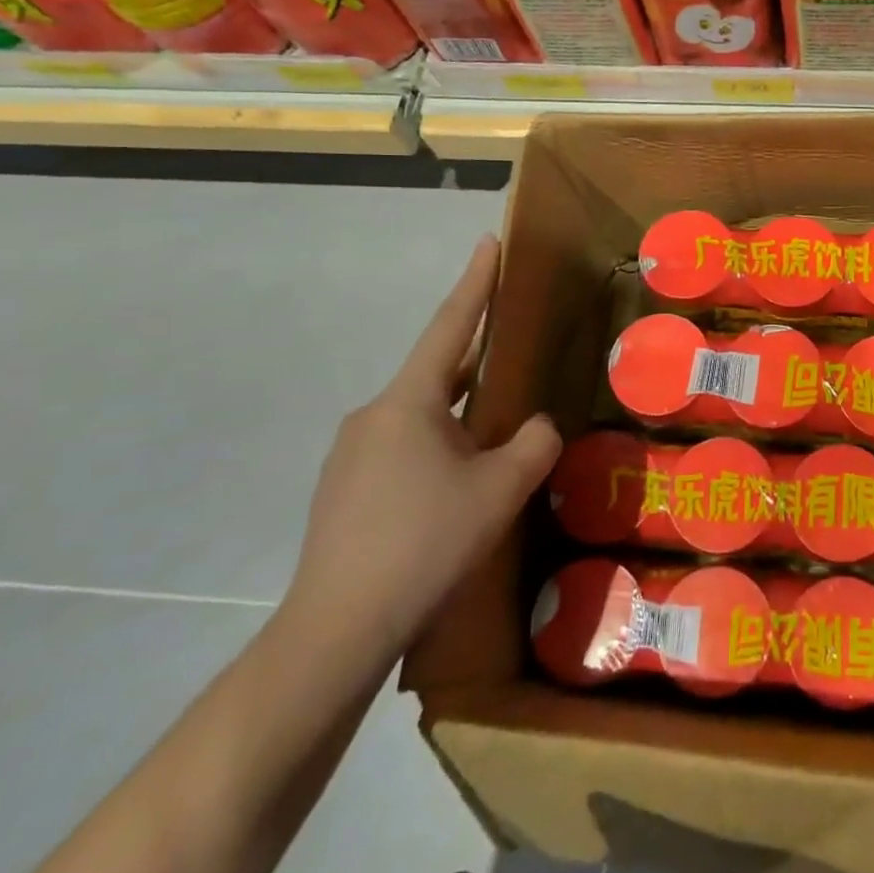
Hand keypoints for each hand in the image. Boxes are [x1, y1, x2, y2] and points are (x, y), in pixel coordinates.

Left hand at [283, 236, 560, 669]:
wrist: (336, 629)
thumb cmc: (425, 542)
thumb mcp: (501, 490)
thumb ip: (533, 444)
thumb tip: (536, 427)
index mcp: (408, 402)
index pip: (450, 326)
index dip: (475, 282)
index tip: (487, 243)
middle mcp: (373, 415)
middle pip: (437, 373)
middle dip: (476, 361)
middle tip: (514, 354)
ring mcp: (351, 454)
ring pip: (420, 415)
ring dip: (458, 414)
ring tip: (495, 436)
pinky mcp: (344, 490)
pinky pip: (402, 447)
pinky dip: (437, 446)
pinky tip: (457, 485)